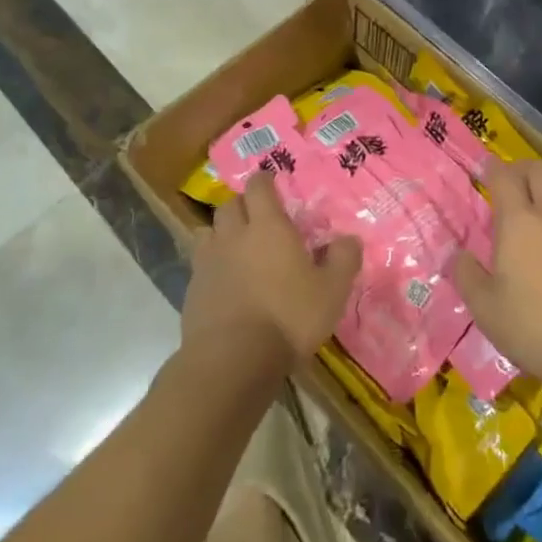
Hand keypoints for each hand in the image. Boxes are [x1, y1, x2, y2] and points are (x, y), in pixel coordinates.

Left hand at [182, 172, 361, 369]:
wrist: (232, 361)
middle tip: (258, 217)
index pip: (259, 186)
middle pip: (230, 204)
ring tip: (237, 246)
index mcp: (268, 226)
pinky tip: (225, 282)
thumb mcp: (332, 291)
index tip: (273, 183)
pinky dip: (211, 264)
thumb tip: (349, 239)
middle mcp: (234, 235)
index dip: (265, 181)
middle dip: (243, 204)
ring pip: (209, 231)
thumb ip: (344, 259)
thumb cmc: (288, 318)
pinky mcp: (192, 290)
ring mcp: (208, 262)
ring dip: (222, 231)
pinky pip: (200, 264)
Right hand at [450, 160, 541, 409]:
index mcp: (518, 221)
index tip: (487, 169)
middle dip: (525, 169)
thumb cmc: (535, 329)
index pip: (505, 176)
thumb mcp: (485, 309)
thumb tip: (456, 254)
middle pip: (541, 170)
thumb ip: (466, 275)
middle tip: (516, 181)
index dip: (494, 168)